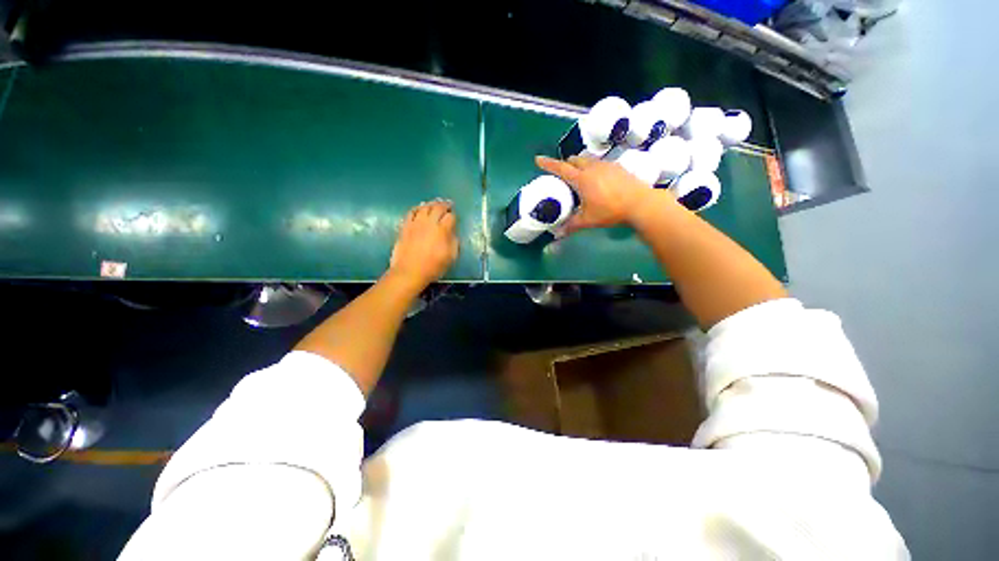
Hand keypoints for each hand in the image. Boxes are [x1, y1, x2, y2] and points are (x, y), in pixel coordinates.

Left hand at [388, 200, 459, 289]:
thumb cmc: (433, 267)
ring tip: (435, 204)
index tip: (455, 218)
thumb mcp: (451, 257)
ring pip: (424, 207)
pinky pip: (411, 212)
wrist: (409, 272)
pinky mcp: (405, 226)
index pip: (450, 217)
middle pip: (438, 208)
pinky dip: (417, 208)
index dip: (454, 216)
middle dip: (445, 205)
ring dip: (431, 204)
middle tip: (448, 205)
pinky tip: (419, 209)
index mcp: (442, 230)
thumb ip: (454, 242)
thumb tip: (453, 233)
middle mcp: (429, 223)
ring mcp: (415, 223)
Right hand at [536, 155, 653, 235]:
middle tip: (562, 174)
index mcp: (581, 179)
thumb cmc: (610, 211)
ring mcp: (606, 165)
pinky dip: (592, 167)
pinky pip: (599, 163)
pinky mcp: (617, 167)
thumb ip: (571, 225)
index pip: (561, 168)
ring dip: (579, 164)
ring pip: (587, 160)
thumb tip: (557, 234)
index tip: (538, 159)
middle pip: (574, 160)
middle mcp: (592, 167)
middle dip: (565, 164)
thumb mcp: (587, 220)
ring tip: (579, 177)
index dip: (548, 164)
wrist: (640, 203)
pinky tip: (598, 179)